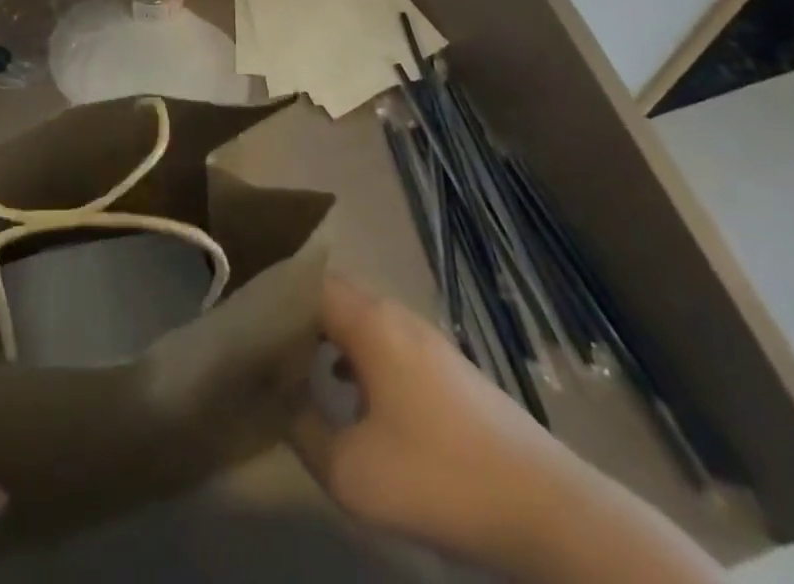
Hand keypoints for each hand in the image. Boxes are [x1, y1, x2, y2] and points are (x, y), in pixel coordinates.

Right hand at [291, 274, 579, 568]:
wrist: (548, 511)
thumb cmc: (439, 477)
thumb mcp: (351, 471)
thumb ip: (303, 430)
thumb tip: (281, 403)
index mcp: (369, 321)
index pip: (306, 283)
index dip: (273, 298)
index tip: (245, 322)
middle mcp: (396, 316)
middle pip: (333, 296)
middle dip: (297, 316)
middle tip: (266, 345)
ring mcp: (427, 340)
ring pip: (362, 320)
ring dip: (328, 336)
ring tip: (300, 368)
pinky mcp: (449, 370)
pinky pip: (386, 343)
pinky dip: (359, 355)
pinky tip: (353, 395)